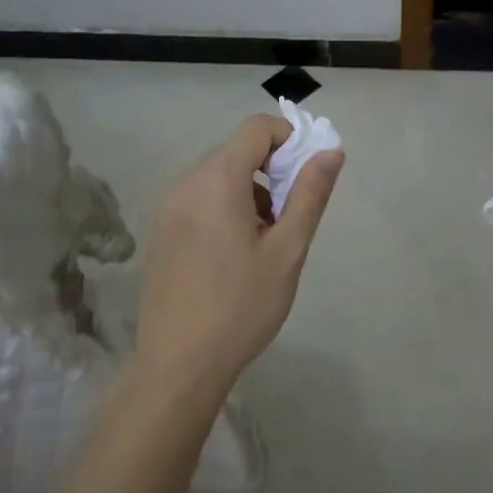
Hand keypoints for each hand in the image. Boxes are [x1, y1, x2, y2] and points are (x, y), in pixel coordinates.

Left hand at [133, 114, 343, 408]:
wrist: (179, 364)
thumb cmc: (242, 305)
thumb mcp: (288, 250)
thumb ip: (310, 194)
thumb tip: (331, 152)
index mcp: (217, 180)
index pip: (256, 128)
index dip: (288, 139)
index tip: (306, 175)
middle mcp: (186, 183)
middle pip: (236, 150)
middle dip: (271, 169)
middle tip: (290, 216)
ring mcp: (168, 208)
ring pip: (218, 175)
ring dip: (249, 190)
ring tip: (265, 241)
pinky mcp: (161, 231)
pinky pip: (199, 198)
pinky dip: (225, 206)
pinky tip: (235, 253)